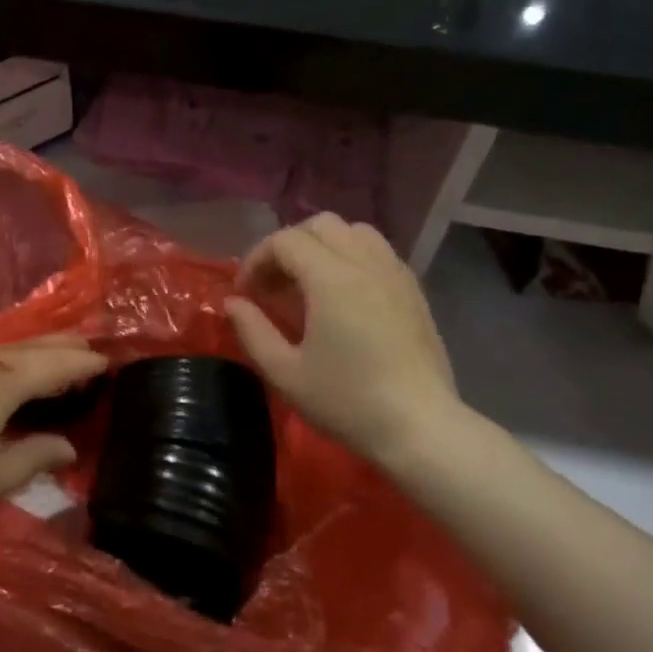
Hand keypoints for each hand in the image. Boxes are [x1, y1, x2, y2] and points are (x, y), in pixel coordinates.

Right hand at [226, 214, 466, 469]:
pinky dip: (351, 257)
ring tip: (309, 283)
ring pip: (354, 232)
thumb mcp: (285, 372)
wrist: (419, 426)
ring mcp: (395, 273)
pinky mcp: (413, 290)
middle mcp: (365, 263)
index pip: (285, 240)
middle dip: (288, 246)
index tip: (245, 293)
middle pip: (320, 225)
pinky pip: (378, 252)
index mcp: (331, 278)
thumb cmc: (346, 401)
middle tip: (274, 285)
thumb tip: (233, 302)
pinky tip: (343, 296)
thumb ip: (252, 330)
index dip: (256, 259)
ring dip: (323, 246)